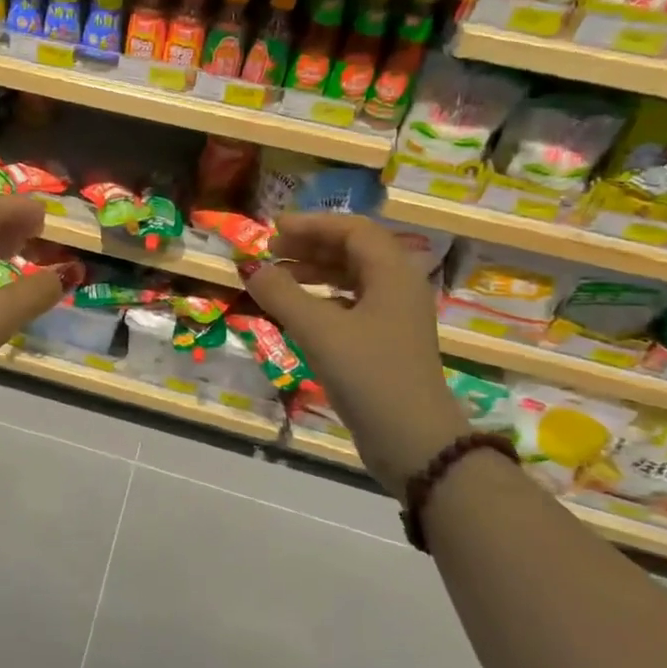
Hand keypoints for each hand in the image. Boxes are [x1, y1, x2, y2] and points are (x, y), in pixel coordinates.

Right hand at [243, 213, 467, 497]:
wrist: (415, 443)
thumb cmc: (370, 375)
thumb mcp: (319, 331)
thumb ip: (282, 294)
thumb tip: (251, 268)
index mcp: (393, 273)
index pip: (353, 230)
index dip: (312, 224)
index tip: (274, 230)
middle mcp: (399, 287)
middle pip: (353, 251)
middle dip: (310, 246)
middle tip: (271, 252)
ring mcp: (396, 317)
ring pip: (352, 279)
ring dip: (315, 272)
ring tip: (278, 279)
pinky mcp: (387, 344)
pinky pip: (352, 305)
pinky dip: (323, 300)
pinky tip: (299, 312)